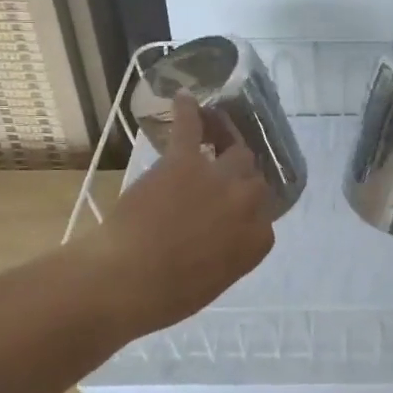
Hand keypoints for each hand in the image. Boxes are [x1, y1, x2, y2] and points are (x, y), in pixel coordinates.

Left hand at [89, 95, 275, 336]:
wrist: (126, 279)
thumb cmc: (166, 295)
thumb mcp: (213, 282)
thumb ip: (229, 254)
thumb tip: (221, 239)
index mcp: (257, 241)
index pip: (265, 218)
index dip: (248, 214)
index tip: (232, 216)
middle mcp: (247, 204)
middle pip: (254, 179)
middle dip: (240, 180)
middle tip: (222, 179)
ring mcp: (219, 178)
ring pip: (236, 150)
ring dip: (228, 142)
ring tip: (219, 132)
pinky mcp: (185, 160)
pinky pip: (192, 127)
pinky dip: (189, 110)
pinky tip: (185, 97)